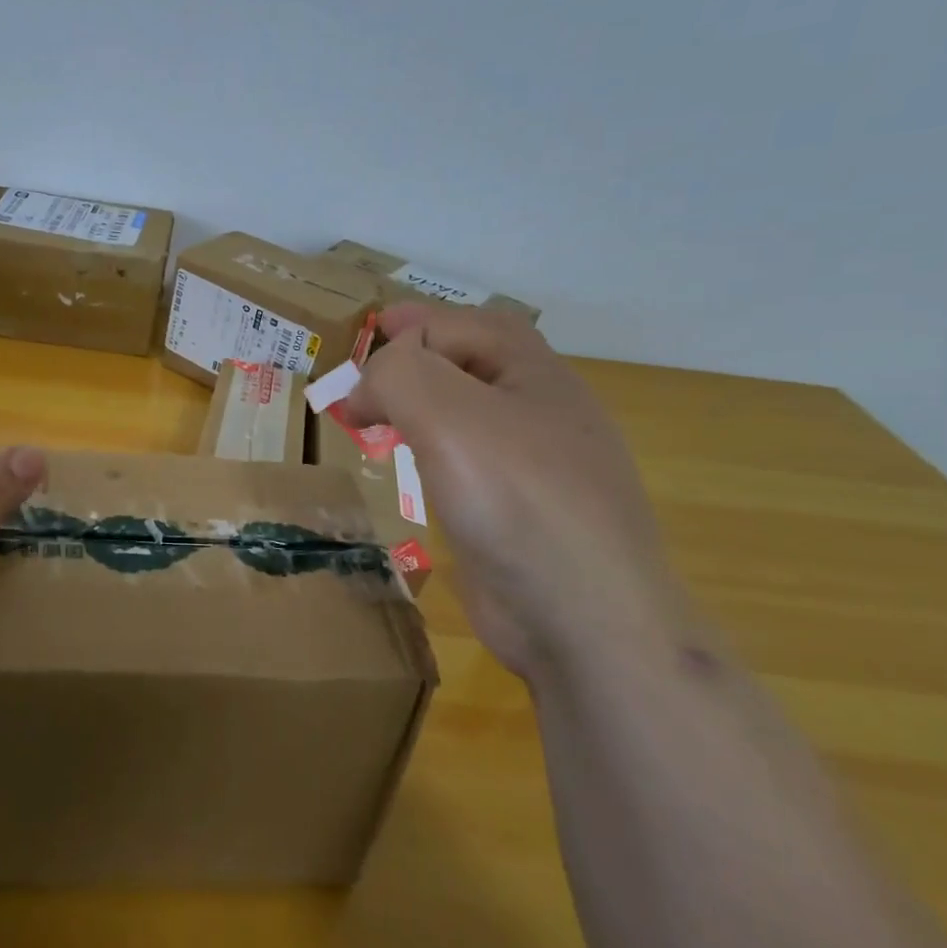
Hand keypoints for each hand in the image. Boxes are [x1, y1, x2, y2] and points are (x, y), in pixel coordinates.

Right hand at [344, 303, 687, 674]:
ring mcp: (537, 470)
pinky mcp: (521, 517)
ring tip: (381, 419)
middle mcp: (543, 415)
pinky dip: (435, 454)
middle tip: (370, 370)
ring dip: (423, 407)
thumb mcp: (448, 414)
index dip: (413, 326)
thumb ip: (398, 375)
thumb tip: (367, 391)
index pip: (468, 325)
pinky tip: (415, 473)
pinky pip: (471, 466)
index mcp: (538, 377)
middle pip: (475, 364)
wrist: (586, 621)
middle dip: (420, 358)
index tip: (360, 354)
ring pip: (471, 417)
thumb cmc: (518, 500)